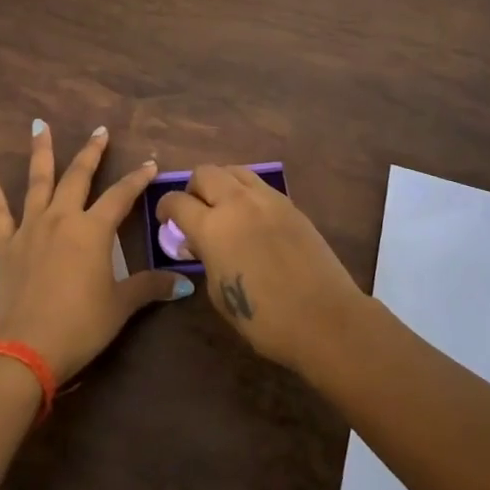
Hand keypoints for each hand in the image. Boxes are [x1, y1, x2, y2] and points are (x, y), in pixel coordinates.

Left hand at [0, 121, 190, 381]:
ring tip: (39, 125)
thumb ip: (150, 287)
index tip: (150, 163)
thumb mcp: (120, 306)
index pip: (121, 196)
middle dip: (92, 152)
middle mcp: (62, 218)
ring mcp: (30, 227)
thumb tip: (184, 284)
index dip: (137, 179)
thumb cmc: (80, 325)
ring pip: (38, 181)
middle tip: (100, 131)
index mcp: (93, 230)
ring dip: (41, 151)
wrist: (26, 349)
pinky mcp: (5, 243)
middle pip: (79, 177)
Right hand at [155, 166, 364, 371]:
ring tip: (223, 208)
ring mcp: (268, 200)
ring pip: (234, 171)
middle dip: (193, 189)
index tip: (166, 220)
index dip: (165, 208)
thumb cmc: (264, 318)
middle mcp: (237, 203)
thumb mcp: (219, 293)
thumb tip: (201, 244)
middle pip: (205, 173)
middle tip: (195, 211)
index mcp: (212, 226)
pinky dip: (246, 194)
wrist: (324, 318)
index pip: (177, 201)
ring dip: (221, 184)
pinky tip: (251, 218)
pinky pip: (259, 186)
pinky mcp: (291, 205)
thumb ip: (206, 259)